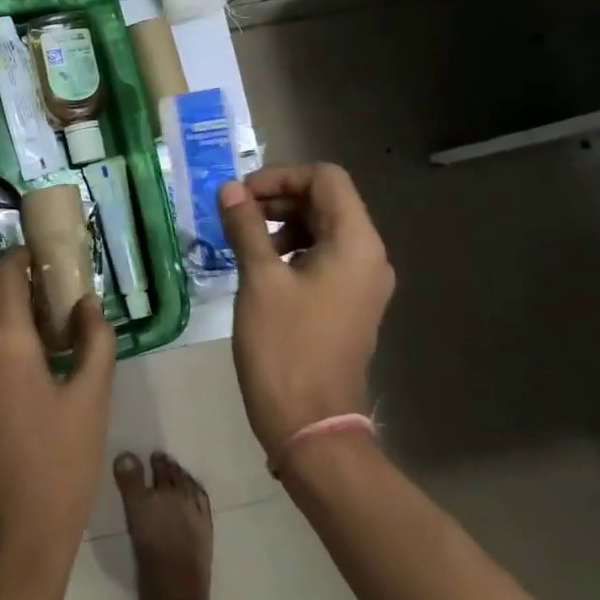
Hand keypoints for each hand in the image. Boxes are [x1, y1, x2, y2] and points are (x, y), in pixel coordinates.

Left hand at [0, 247, 116, 599]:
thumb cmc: (54, 474)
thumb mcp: (90, 405)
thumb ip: (94, 343)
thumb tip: (87, 305)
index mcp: (0, 338)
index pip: (4, 268)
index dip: (28, 257)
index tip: (53, 265)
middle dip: (0, 272)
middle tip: (39, 293)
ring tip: (32, 328)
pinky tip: (14, 360)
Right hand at [218, 163, 393, 457]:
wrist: (310, 424)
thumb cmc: (285, 347)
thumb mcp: (259, 279)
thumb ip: (246, 226)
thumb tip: (230, 189)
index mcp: (356, 243)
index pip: (326, 178)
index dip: (281, 176)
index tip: (241, 196)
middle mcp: (369, 256)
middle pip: (327, 201)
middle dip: (279, 198)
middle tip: (236, 214)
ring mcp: (362, 282)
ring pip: (324, 228)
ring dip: (284, 223)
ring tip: (245, 241)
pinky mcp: (349, 303)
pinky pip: (325, 256)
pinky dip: (293, 248)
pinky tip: (263, 267)